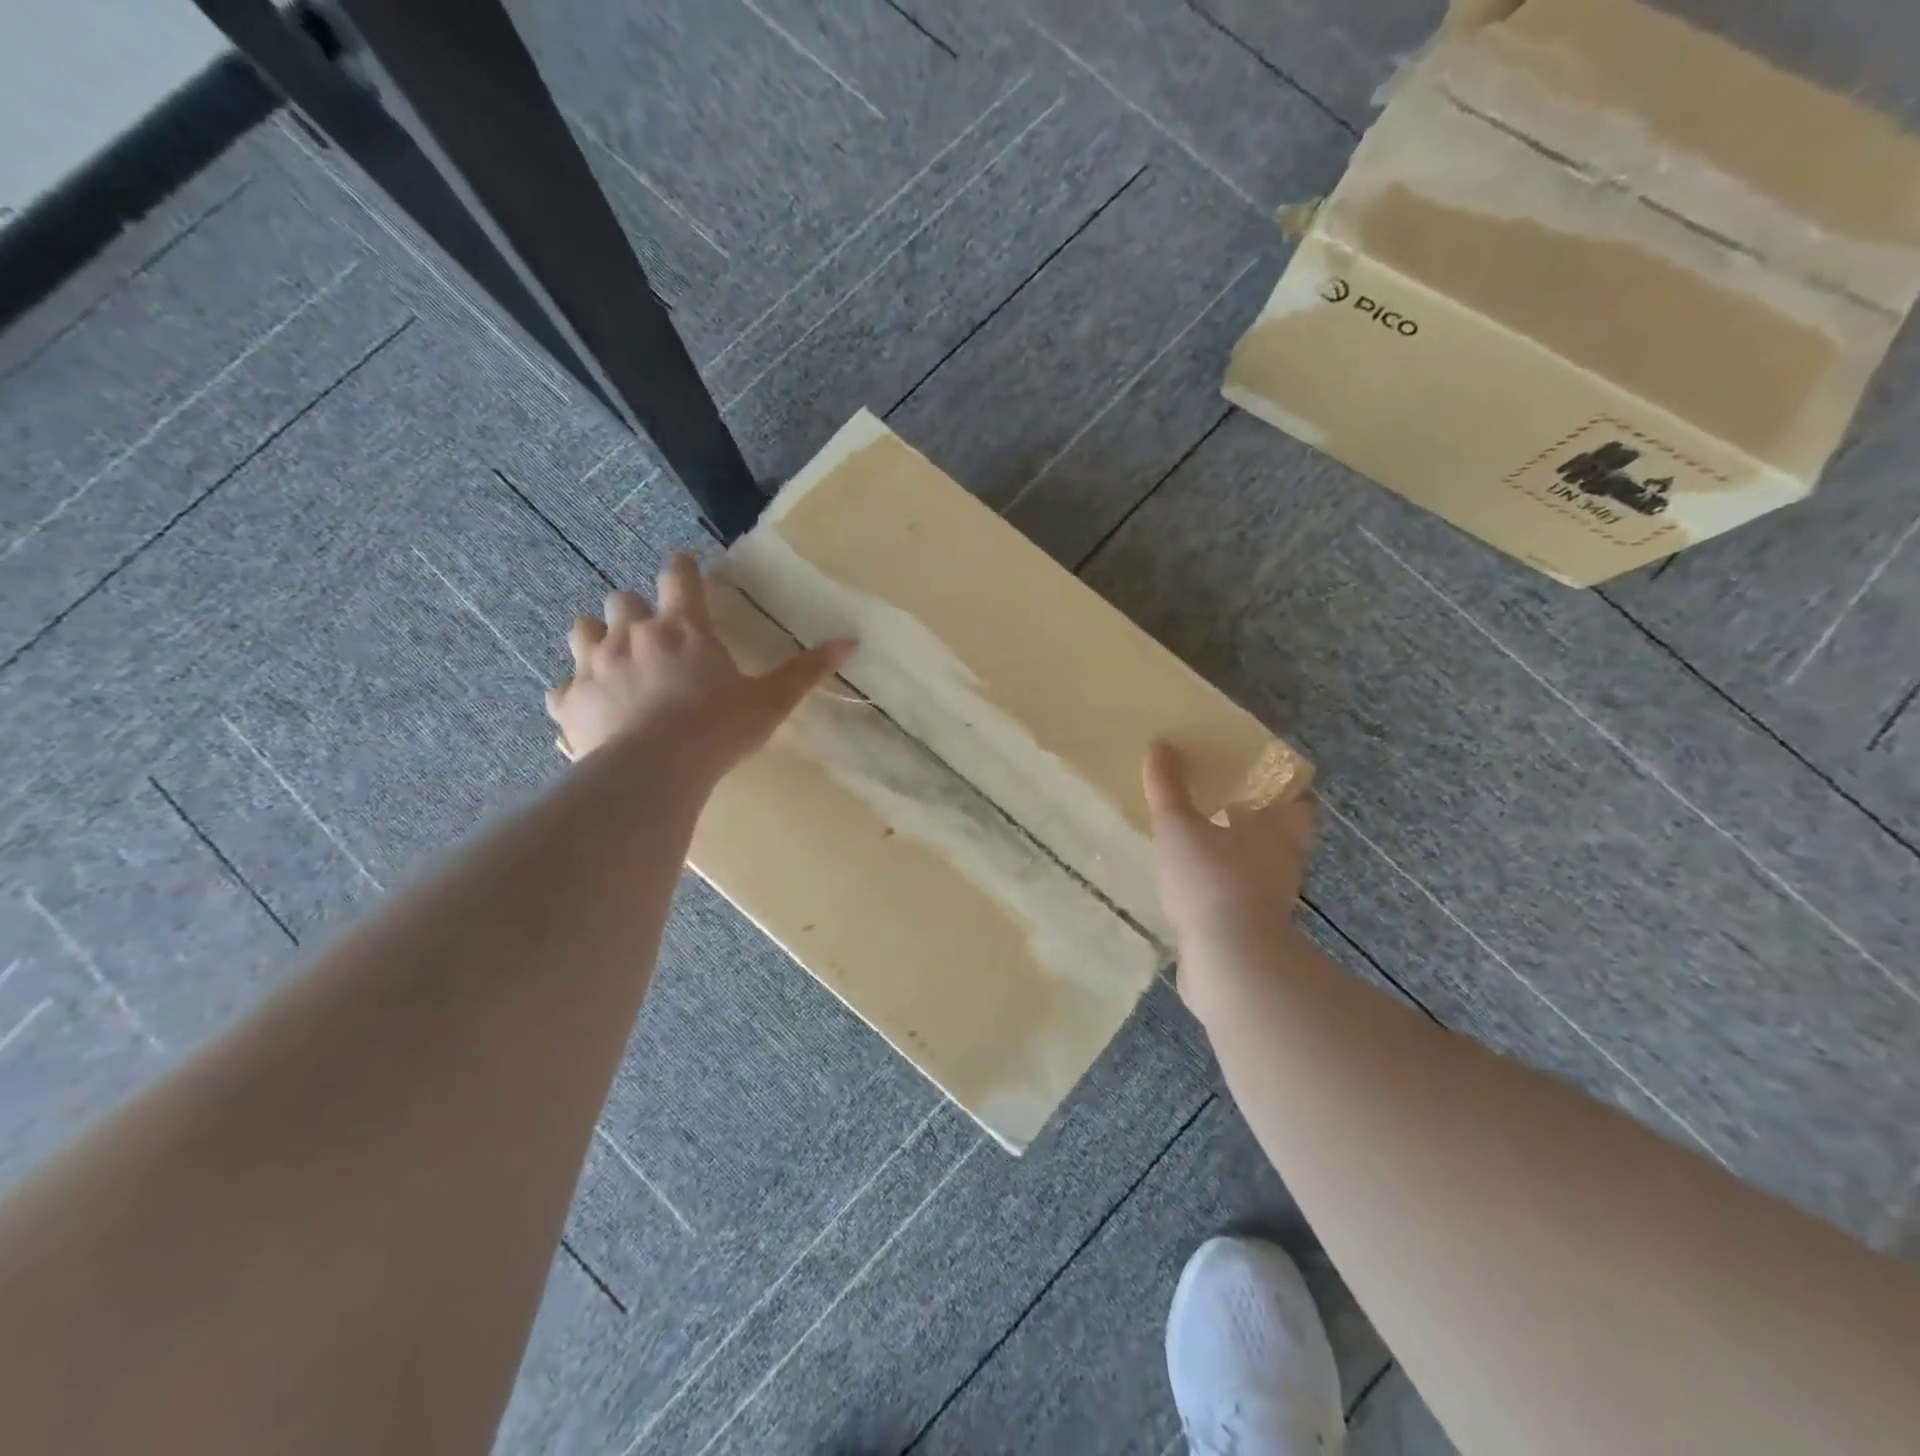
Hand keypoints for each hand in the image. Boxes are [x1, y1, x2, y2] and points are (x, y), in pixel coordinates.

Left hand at [546, 554, 851, 776]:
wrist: (653, 773)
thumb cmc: (718, 731)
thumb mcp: (770, 702)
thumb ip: (805, 671)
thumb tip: (848, 641)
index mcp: (682, 627)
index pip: (678, 574)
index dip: (682, 570)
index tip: (687, 576)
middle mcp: (632, 634)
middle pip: (623, 597)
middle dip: (636, 610)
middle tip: (654, 636)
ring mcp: (593, 665)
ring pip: (583, 629)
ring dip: (598, 638)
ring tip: (616, 662)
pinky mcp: (569, 701)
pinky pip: (563, 686)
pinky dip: (577, 691)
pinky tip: (593, 708)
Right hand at [1142, 741, 1314, 943]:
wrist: (1230, 961)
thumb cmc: (1211, 880)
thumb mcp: (1178, 826)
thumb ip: (1168, 788)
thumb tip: (1161, 745)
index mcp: (1277, 830)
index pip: (1296, 801)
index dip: (1279, 789)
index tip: (1254, 778)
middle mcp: (1282, 862)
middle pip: (1275, 835)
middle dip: (1251, 822)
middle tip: (1219, 804)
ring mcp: (1270, 900)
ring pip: (1256, 867)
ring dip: (1234, 856)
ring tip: (1196, 843)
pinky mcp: (1252, 930)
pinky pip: (1237, 898)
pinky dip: (1220, 888)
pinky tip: (1190, 885)